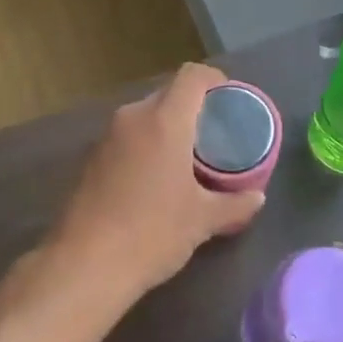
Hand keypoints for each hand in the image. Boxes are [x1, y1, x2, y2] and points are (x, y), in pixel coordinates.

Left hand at [50, 63, 265, 298]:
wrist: (85, 265)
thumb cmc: (152, 233)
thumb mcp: (203, 220)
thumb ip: (235, 204)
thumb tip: (257, 197)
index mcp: (163, 121)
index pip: (192, 76)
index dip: (215, 80)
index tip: (230, 101)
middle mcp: (132, 118)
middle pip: (168, 94)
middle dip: (193, 108)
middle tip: (214, 136)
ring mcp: (106, 138)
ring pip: (145, 117)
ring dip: (167, 128)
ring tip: (189, 158)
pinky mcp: (90, 160)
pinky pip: (127, 139)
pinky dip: (146, 146)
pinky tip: (156, 179)